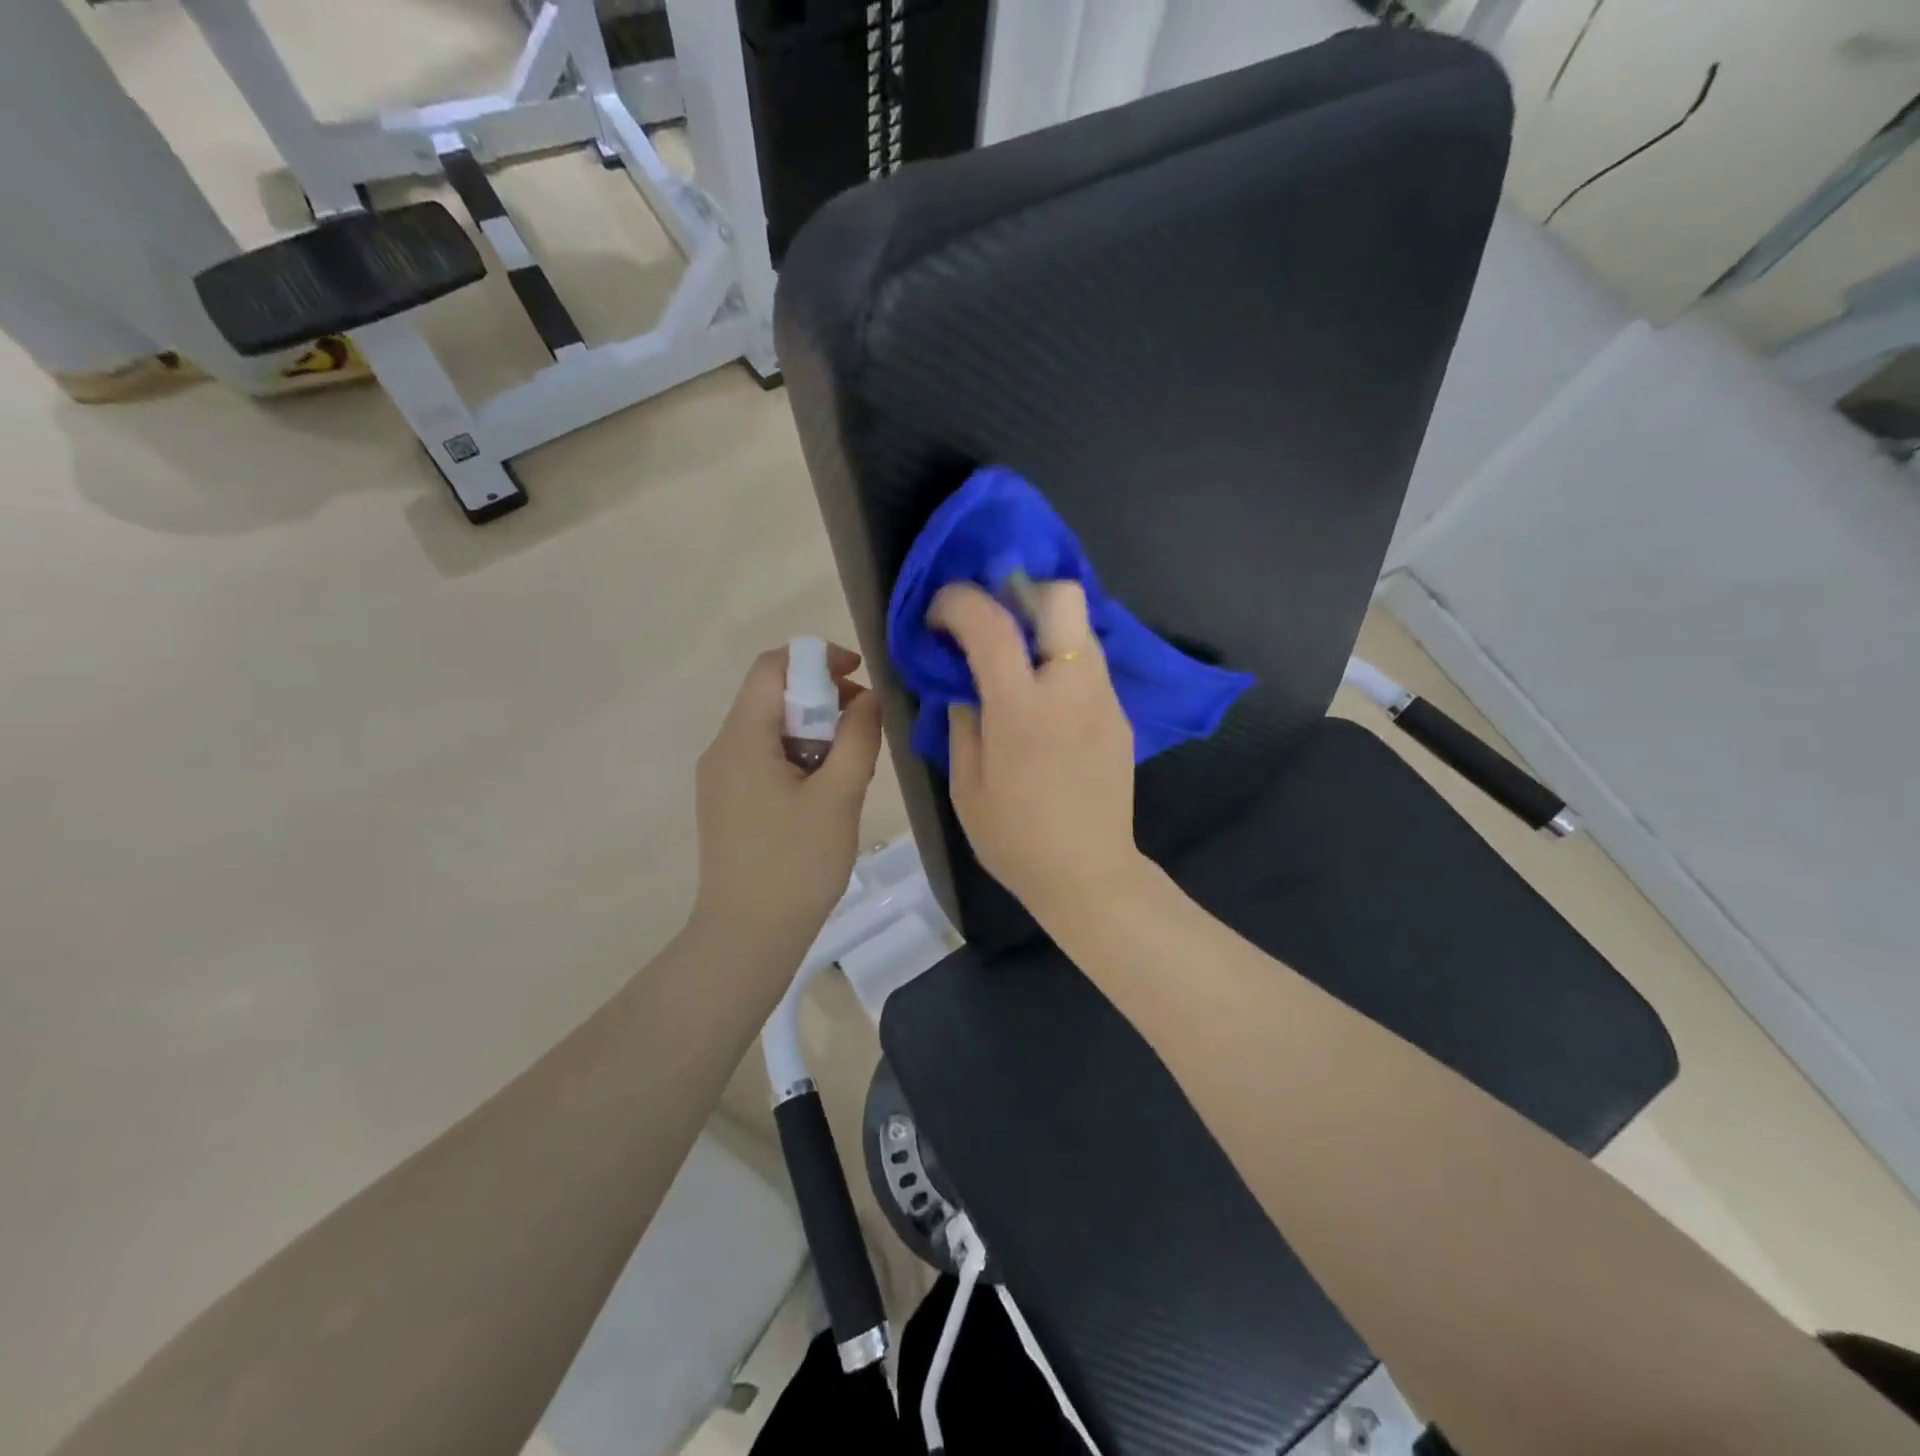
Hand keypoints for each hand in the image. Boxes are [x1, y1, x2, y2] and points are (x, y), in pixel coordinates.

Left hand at [691, 643, 882, 956]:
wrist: (747, 937)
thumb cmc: (796, 863)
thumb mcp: (839, 795)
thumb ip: (858, 737)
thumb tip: (868, 698)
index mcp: (743, 738)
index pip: (772, 666)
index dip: (818, 659)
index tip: (859, 676)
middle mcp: (723, 748)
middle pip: (772, 696)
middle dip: (822, 700)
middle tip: (863, 730)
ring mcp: (721, 778)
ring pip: (771, 730)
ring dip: (814, 733)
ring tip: (850, 769)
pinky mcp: (728, 803)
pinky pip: (764, 759)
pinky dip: (799, 758)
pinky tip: (825, 794)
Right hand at [929, 581, 1143, 920]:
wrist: (1088, 875)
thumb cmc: (1015, 838)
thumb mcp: (966, 784)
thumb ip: (962, 720)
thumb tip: (962, 682)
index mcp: (1022, 710)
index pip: (992, 624)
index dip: (958, 602)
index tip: (938, 614)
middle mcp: (1072, 690)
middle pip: (1063, 597)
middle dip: (1022, 591)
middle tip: (992, 622)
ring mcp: (1105, 699)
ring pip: (1080, 627)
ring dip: (1043, 626)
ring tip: (1016, 660)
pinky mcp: (1121, 715)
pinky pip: (1090, 664)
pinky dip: (1062, 660)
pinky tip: (1045, 699)